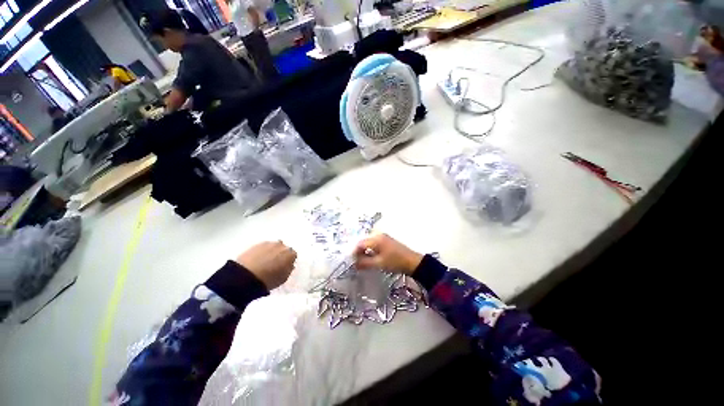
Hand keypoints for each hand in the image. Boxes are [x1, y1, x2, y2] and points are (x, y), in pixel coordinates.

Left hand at [235, 241, 296, 289]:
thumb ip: (288, 269)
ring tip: (264, 262)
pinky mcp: (257, 244)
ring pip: (273, 247)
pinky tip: (257, 259)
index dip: (288, 261)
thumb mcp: (284, 278)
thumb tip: (288, 265)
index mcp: (290, 254)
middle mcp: (282, 245)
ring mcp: (269, 243)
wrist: (246, 276)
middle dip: (280, 255)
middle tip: (274, 264)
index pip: (293, 255)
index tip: (284, 266)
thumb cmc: (268, 279)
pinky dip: (262, 252)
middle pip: (283, 249)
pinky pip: (263, 247)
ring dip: (271, 252)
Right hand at [354, 234, 423, 274]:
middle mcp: (379, 235)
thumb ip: (365, 263)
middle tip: (357, 263)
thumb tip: (353, 264)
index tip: (352, 263)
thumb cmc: (395, 262)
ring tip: (364, 263)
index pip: (360, 244)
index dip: (354, 253)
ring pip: (369, 243)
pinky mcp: (387, 241)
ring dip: (365, 252)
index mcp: (376, 239)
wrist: (413, 262)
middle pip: (364, 242)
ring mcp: (383, 237)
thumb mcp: (379, 264)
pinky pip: (374, 244)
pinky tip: (372, 259)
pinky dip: (371, 251)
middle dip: (359, 253)